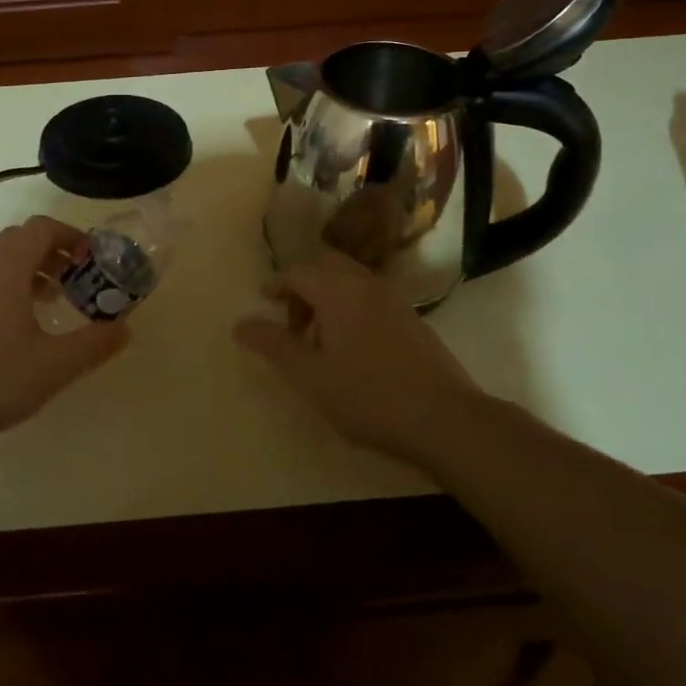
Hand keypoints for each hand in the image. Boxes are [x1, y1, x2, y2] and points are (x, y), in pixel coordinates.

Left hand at [0, 215, 128, 444]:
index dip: (71, 236)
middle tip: (76, 278)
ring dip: (30, 269)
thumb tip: (125, 329)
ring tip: (51, 301)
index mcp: (6, 267)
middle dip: (52, 251)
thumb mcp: (55, 365)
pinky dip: (8, 285)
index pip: (42, 228)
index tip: (91, 259)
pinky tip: (17, 326)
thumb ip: (95, 344)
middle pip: (20, 239)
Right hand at [233, 250, 479, 467]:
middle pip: (326, 266)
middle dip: (303, 287)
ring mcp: (394, 300)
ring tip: (319, 341)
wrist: (445, 419)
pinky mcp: (412, 320)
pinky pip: (370, 298)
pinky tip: (352, 350)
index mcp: (337, 290)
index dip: (276, 284)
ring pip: (350, 281)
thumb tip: (240, 324)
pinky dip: (351, 308)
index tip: (264, 303)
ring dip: (328, 298)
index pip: (297, 271)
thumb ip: (273, 345)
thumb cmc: (368, 395)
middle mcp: (366, 284)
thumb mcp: (310, 376)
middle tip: (292, 322)